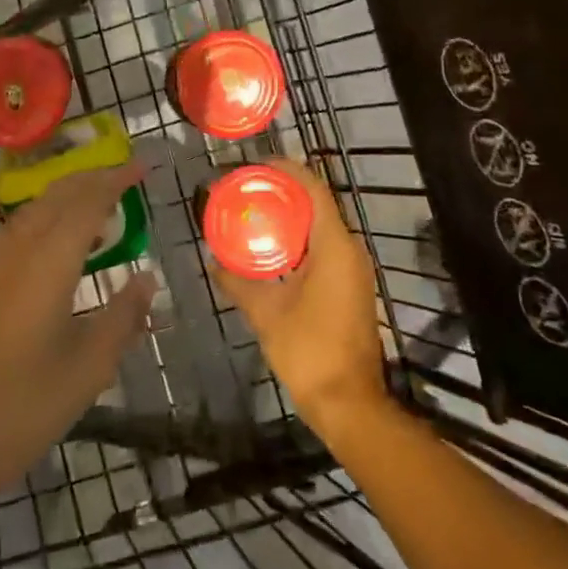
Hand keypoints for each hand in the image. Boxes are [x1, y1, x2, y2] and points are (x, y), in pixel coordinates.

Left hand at [0, 164, 157, 495]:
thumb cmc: (21, 410)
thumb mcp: (88, 370)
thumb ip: (122, 318)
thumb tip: (147, 278)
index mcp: (47, 267)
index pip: (86, 205)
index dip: (115, 181)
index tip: (141, 167)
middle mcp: (15, 255)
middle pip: (55, 198)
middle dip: (90, 179)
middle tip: (123, 176)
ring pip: (31, 213)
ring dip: (65, 198)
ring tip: (95, 206)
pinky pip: (15, 234)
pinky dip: (44, 221)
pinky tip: (54, 246)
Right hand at [207, 160, 389, 437]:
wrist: (349, 403)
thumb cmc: (309, 351)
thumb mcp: (265, 313)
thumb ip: (237, 282)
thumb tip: (213, 261)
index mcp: (334, 245)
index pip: (313, 188)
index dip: (285, 170)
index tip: (255, 165)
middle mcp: (350, 249)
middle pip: (317, 203)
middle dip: (282, 192)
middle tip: (246, 190)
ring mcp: (354, 269)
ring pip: (321, 226)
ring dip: (290, 217)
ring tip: (253, 214)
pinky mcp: (351, 286)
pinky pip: (324, 247)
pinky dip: (298, 240)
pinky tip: (271, 251)